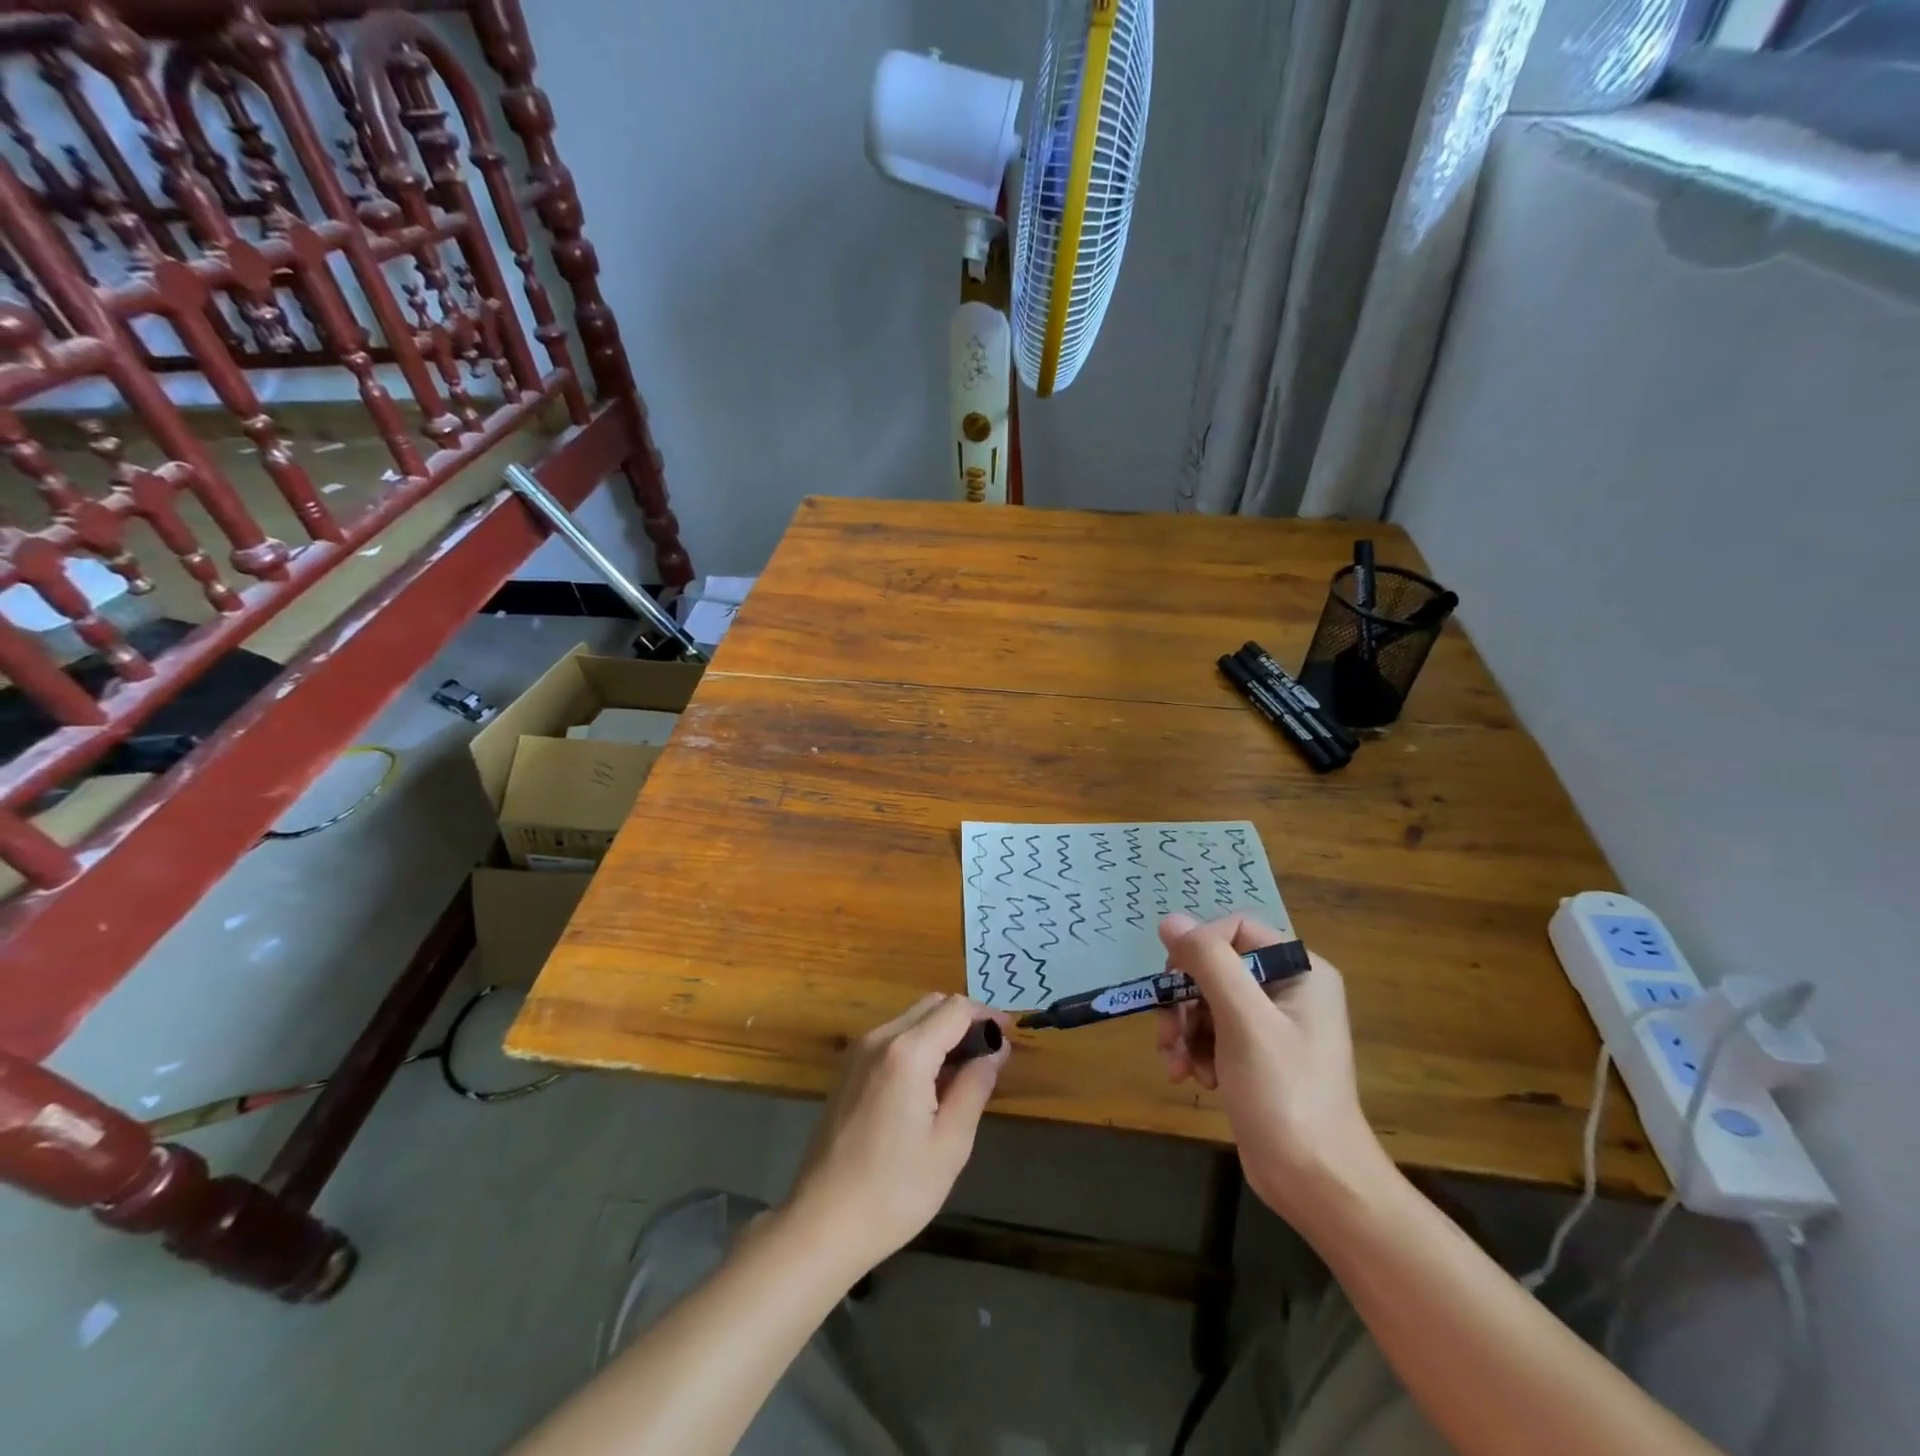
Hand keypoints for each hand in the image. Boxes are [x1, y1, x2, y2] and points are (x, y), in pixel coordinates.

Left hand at [783, 994, 1009, 1279]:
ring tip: (964, 1073)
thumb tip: (997, 1048)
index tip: (1010, 1038)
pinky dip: (918, 1044)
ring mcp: (858, 1052)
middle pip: (932, 1004)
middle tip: (990, 1056)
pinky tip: (929, 1085)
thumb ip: (976, 1085)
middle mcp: (879, 1038)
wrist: (822, 1224)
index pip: (956, 1009)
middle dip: (965, 1020)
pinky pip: (892, 1038)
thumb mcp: (950, 1143)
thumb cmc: (895, 1190)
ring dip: (941, 1032)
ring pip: (911, 1019)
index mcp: (907, 1052)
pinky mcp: (847, 1070)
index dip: (987, 1016)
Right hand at [1155, 913, 1384, 1223]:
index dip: (1198, 949)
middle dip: (1184, 999)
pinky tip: (1190, 1077)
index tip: (1174, 982)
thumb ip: (1209, 963)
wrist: (1315, 1183)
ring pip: (1204, 1001)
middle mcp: (1287, 989)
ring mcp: (1270, 1024)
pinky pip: (1210, 1032)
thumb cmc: (1285, 1094)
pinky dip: (1193, 1050)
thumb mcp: (1244, 1021)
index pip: (1235, 930)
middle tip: (1168, 1032)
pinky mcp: (1254, 1055)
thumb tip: (1170, 920)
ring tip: (1175, 1063)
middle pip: (1214, 967)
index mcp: (1300, 971)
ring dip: (1182, 1029)